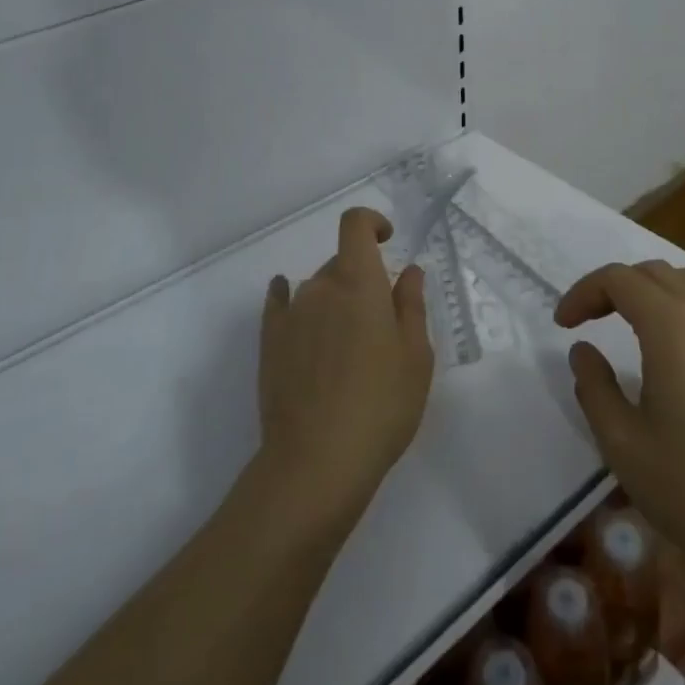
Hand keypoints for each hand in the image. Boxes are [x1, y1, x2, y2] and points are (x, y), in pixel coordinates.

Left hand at [258, 207, 433, 530]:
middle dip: (364, 278)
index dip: (371, 223)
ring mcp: (290, 314)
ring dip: (336, 301)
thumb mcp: (416, 357)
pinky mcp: (269, 342)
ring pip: (317, 289)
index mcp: (359, 282)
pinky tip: (296, 314)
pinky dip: (292, 300)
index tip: (388, 240)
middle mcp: (320, 287)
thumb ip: (411, 305)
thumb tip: (408, 271)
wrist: (316, 461)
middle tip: (383, 323)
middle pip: (342, 263)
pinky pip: (281, 304)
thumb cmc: (381, 405)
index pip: (355, 225)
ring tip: (351, 349)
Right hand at [555, 261, 684, 589]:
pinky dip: (682, 305)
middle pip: (653, 272)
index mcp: (671, 328)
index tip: (563, 325)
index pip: (619, 280)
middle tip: (590, 319)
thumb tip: (583, 350)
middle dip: (614, 287)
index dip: (584, 293)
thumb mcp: (623, 444)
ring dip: (651, 289)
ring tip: (629, 322)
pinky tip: (674, 347)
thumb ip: (595, 387)